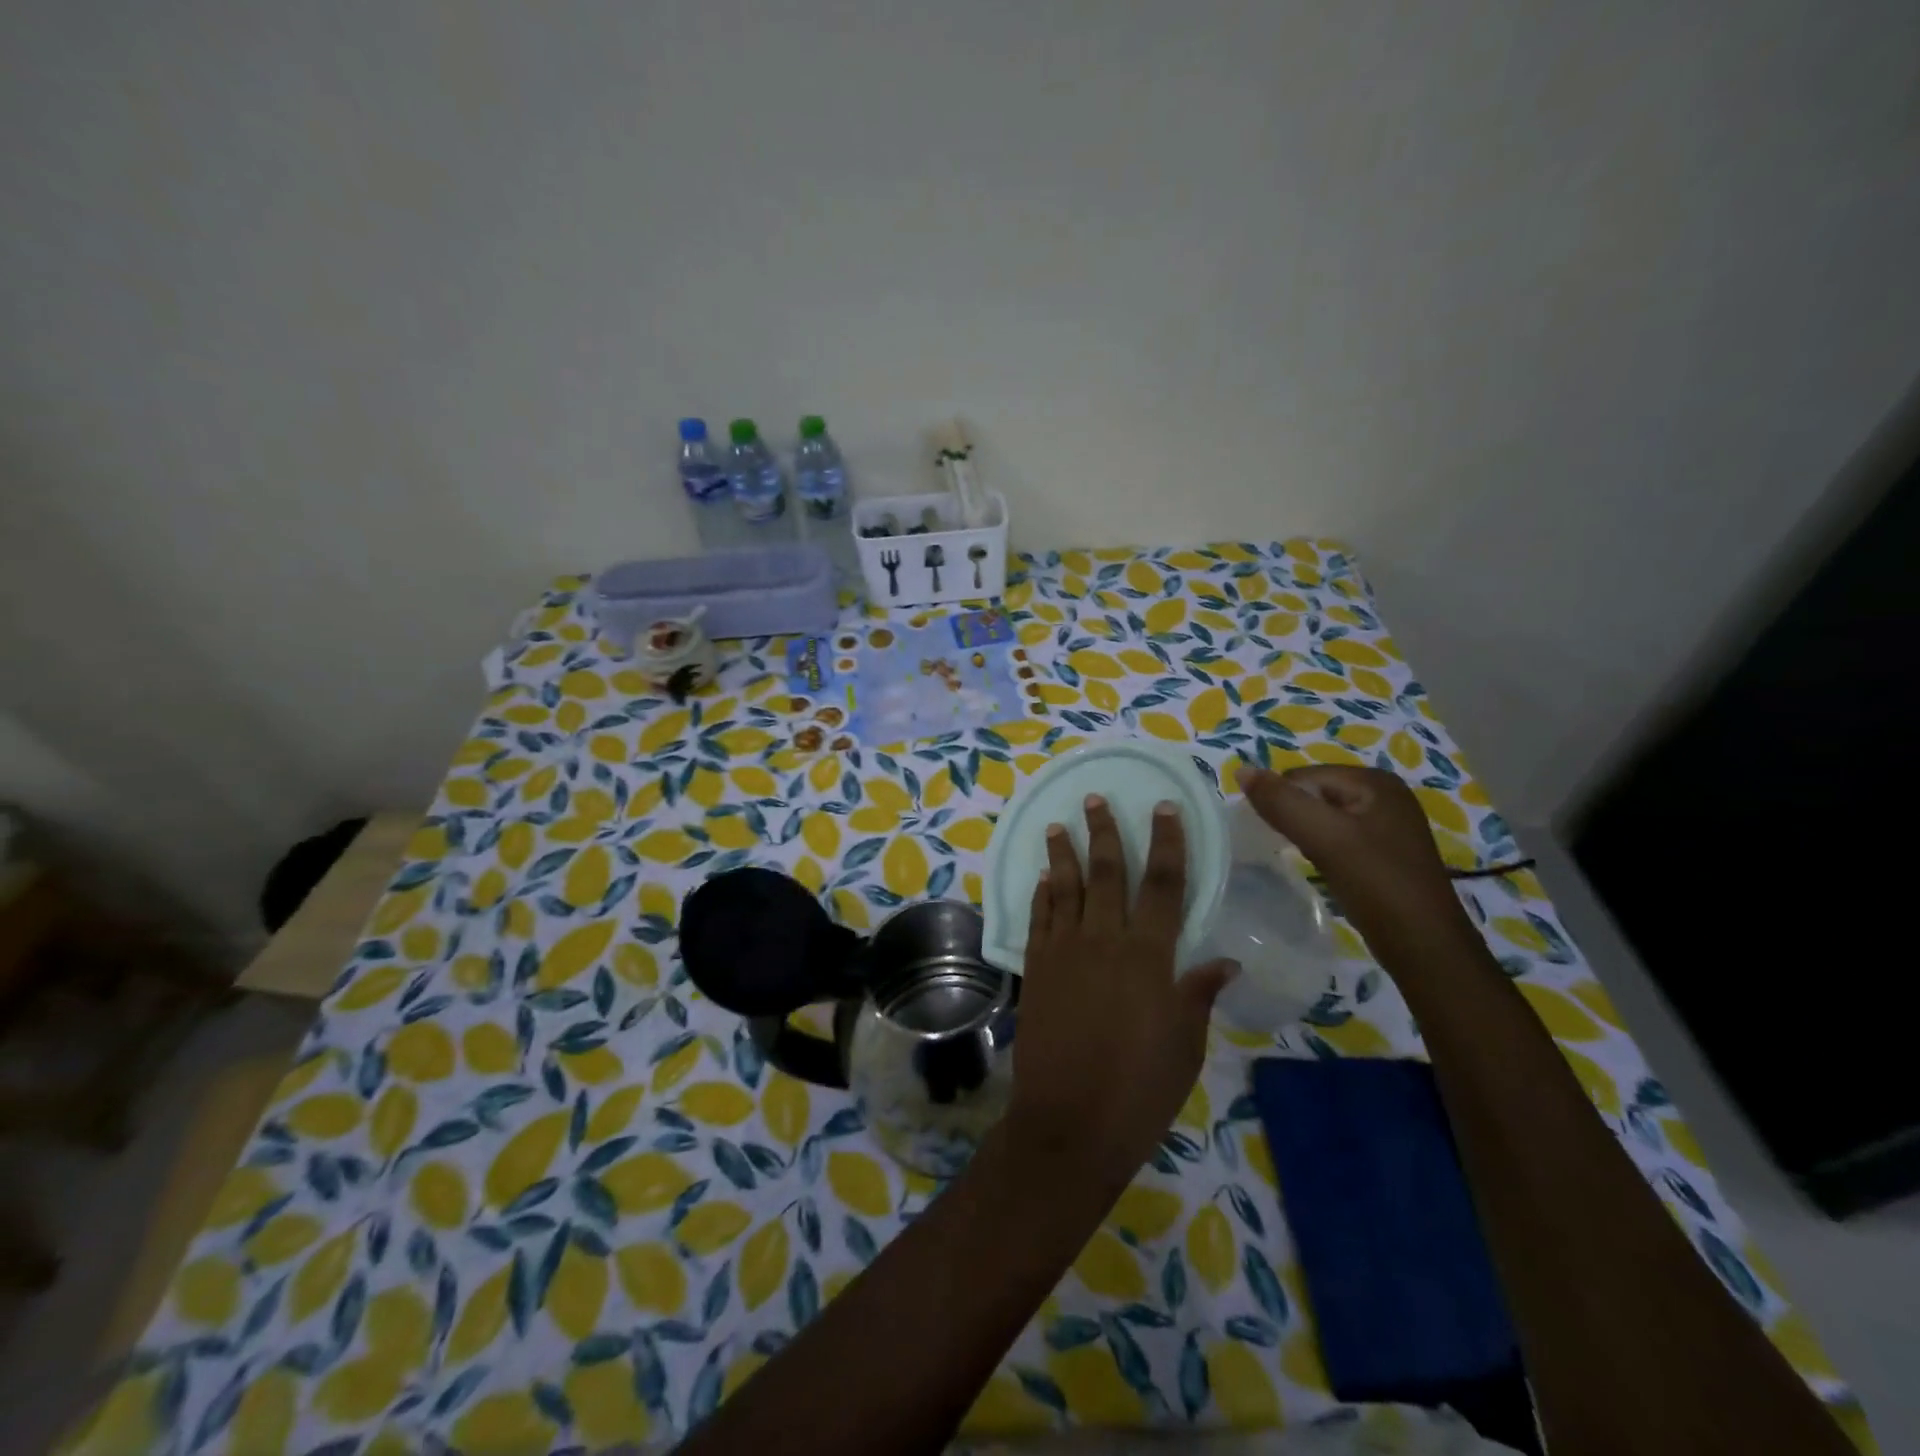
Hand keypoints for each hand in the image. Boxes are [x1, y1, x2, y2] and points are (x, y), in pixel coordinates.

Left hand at [1007, 794, 1235, 1192]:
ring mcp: (1065, 952)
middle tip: (1095, 800)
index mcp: (1150, 956)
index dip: (1167, 843)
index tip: (1163, 808)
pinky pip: (1039, 919)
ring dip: (1064, 854)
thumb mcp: (1185, 1045)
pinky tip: (1043, 878)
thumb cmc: (1140, 1089)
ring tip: (1059, 825)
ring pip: (1066, 889)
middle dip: (1106, 833)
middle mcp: (1105, 941)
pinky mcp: (1037, 969)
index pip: (1164, 885)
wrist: (1070, 1122)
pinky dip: (1042, 894)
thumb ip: (1198, 994)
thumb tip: (1225, 962)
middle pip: (1108, 874)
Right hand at [1239, 766, 1479, 962]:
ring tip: (1304, 859)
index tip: (1272, 834)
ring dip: (1306, 835)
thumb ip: (1281, 802)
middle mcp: (1385, 794)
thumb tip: (1241, 771)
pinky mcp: (1385, 851)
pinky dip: (1323, 849)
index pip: (1302, 776)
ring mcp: (1388, 824)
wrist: (1425, 946)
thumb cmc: (1376, 883)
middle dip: (1294, 817)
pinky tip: (1324, 869)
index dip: (1281, 802)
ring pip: (1324, 817)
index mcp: (1374, 780)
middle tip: (1287, 849)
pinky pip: (1339, 837)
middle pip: (1314, 793)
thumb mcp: (1323, 837)